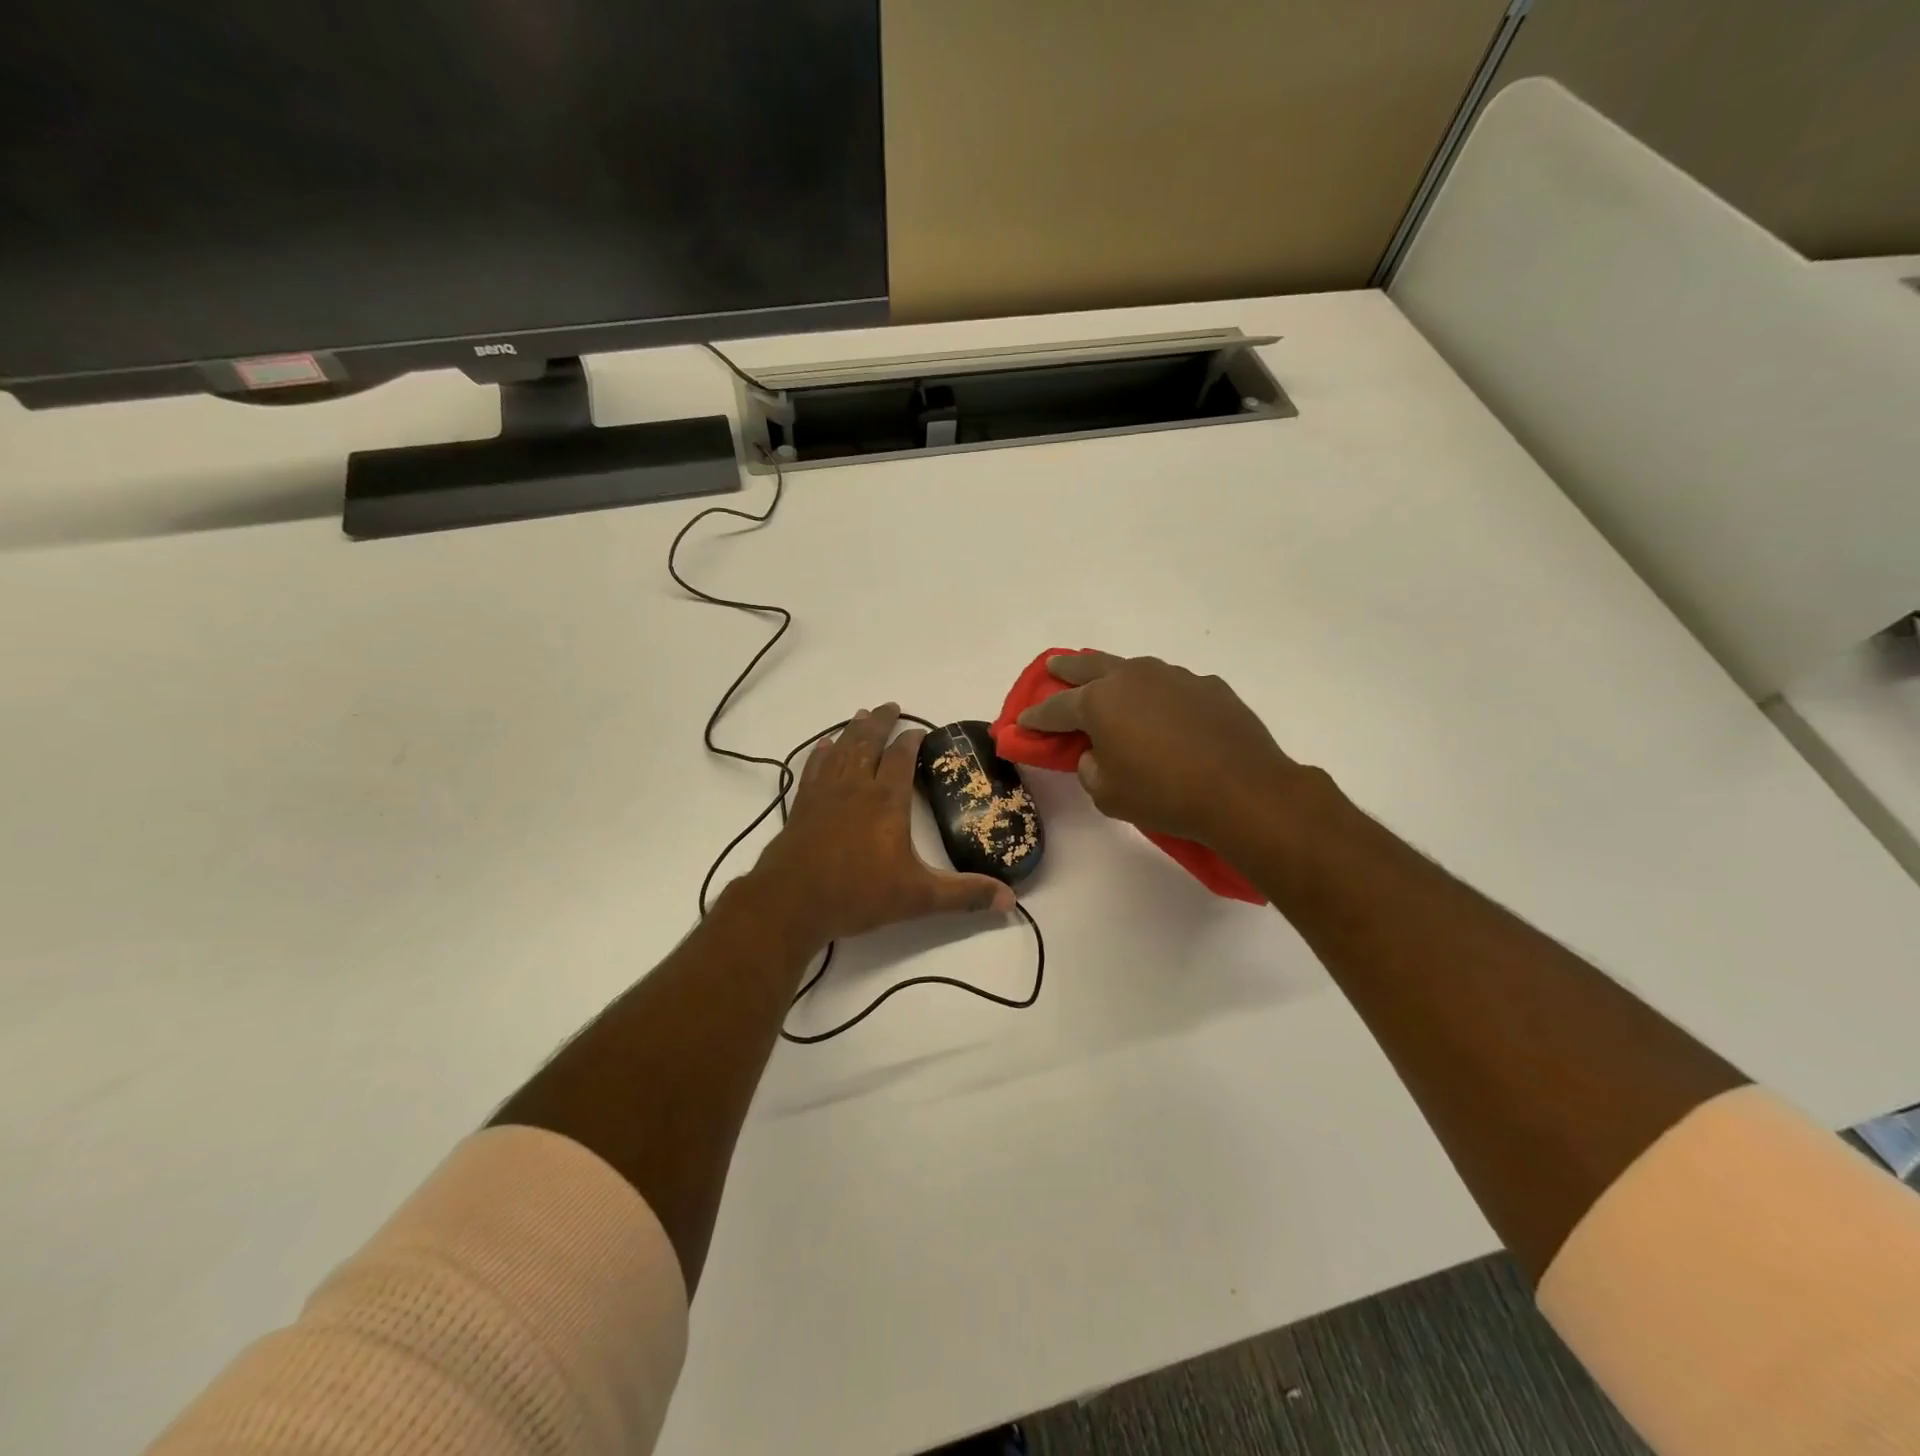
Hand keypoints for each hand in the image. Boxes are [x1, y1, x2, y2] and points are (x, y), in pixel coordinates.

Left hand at [753, 703, 1015, 945]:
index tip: (919, 731)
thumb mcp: (918, 897)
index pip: (902, 757)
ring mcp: (825, 793)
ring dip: (853, 731)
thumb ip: (963, 895)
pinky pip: (814, 768)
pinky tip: (823, 746)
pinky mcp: (802, 805)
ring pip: (841, 750)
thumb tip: (1009, 899)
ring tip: (862, 715)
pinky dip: (821, 753)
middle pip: (869, 742)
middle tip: (890, 707)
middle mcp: (856, 787)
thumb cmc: (858, 894)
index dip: (912, 740)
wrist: (791, 903)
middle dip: (881, 722)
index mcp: (886, 800)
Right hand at [1015, 652, 1309, 848]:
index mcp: (1100, 702)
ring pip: (1133, 670)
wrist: (1243, 791)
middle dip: (1065, 669)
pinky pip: (1171, 686)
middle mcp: (1132, 678)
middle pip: (1088, 667)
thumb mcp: (1107, 794)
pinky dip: (1159, 696)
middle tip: (1052, 667)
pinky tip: (1165, 713)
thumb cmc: (1163, 795)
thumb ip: (1089, 767)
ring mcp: (1173, 676)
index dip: (1036, 717)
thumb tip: (1095, 752)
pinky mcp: (1207, 686)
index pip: (1056, 708)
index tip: (1022, 721)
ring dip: (1115, 677)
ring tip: (1110, 686)